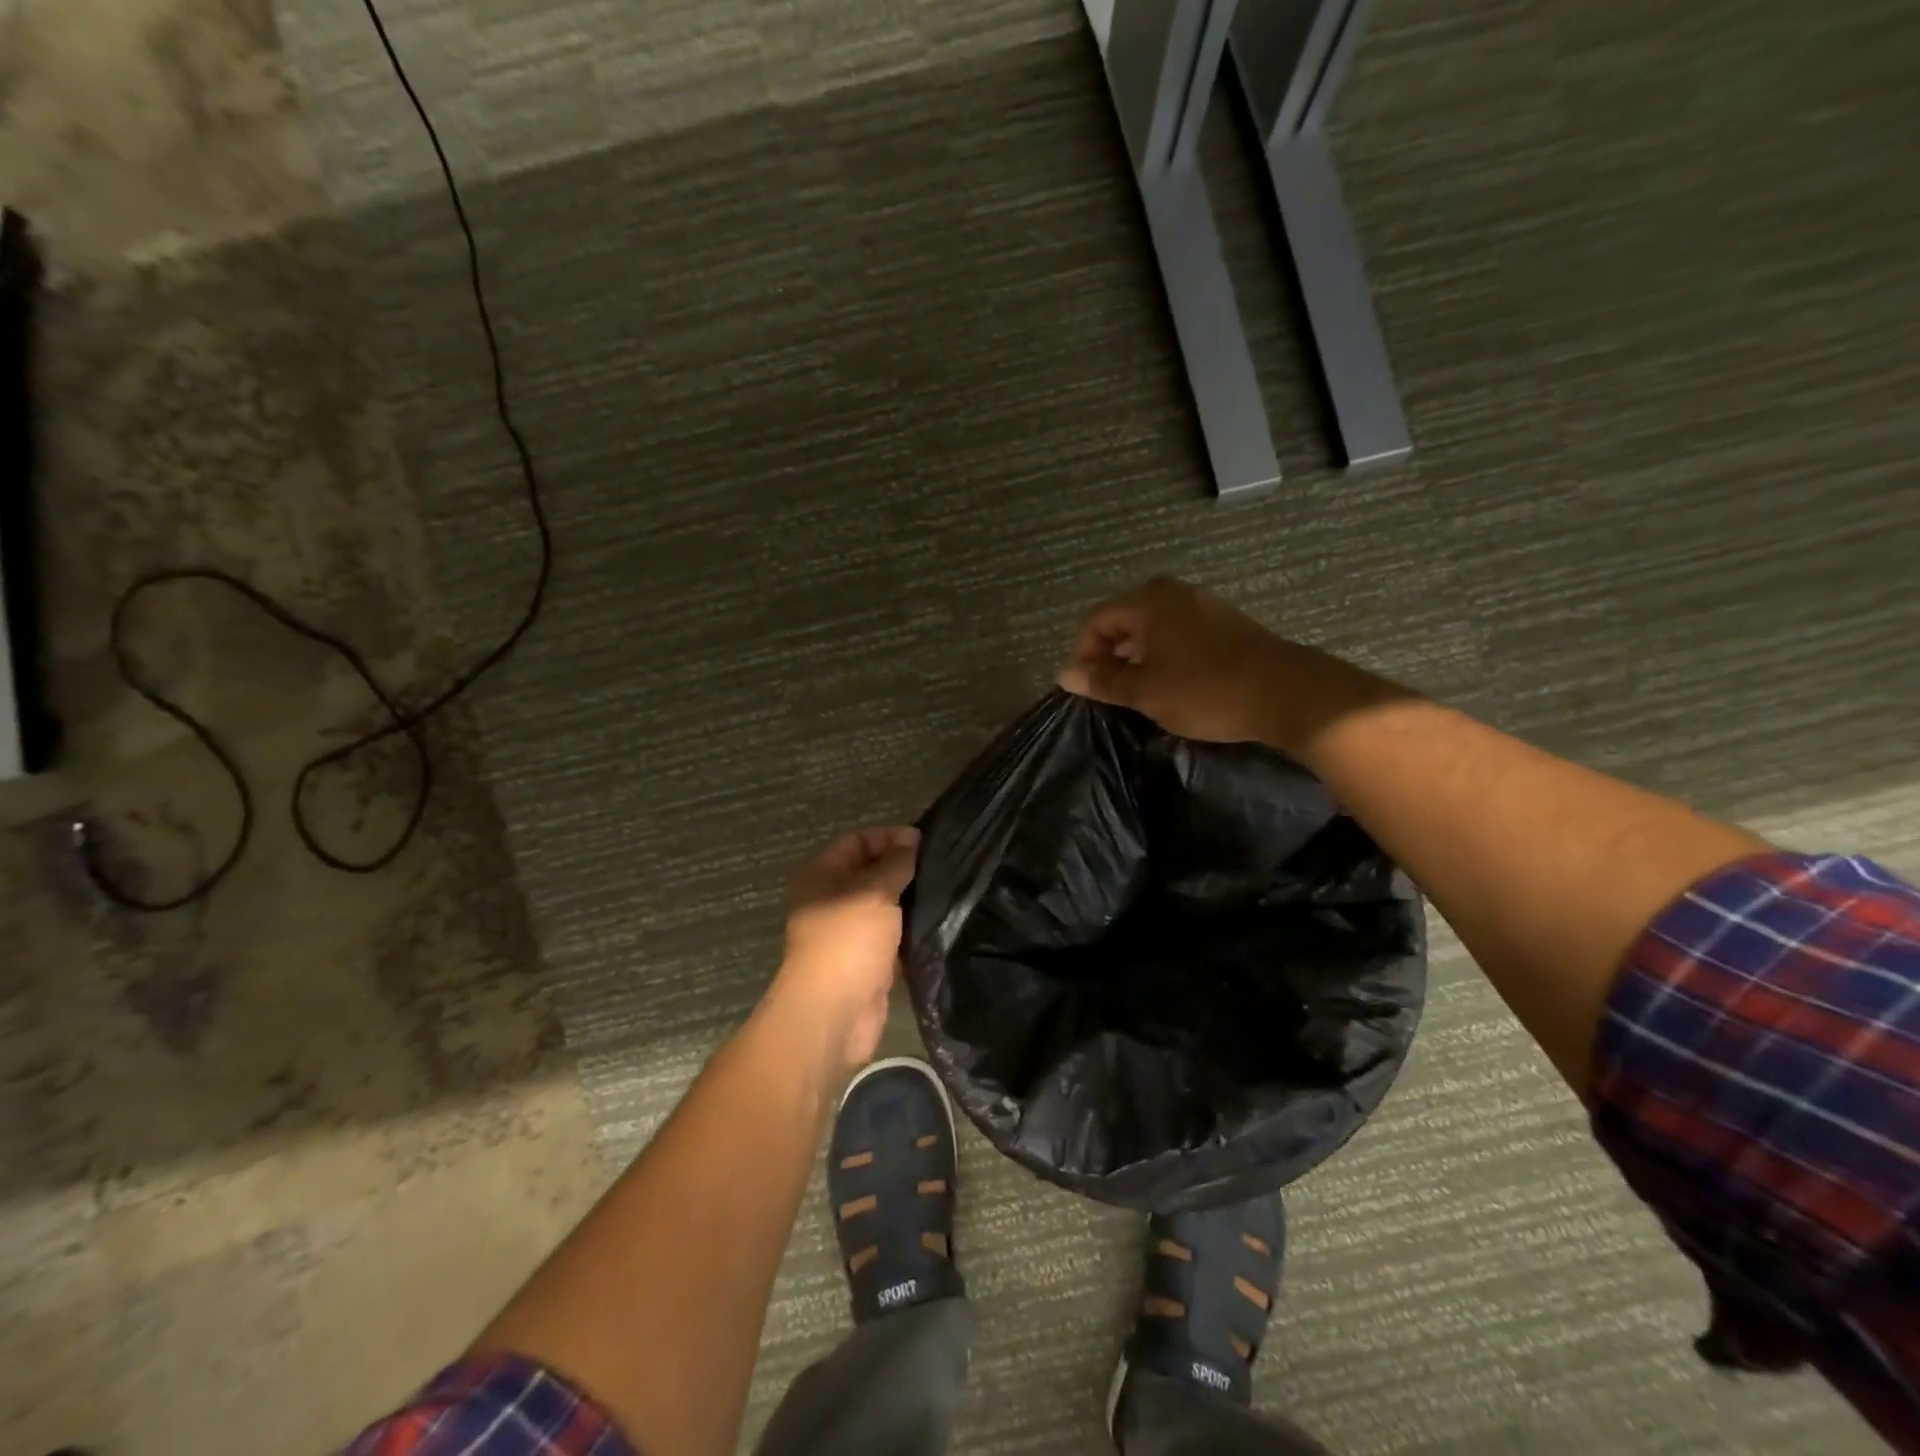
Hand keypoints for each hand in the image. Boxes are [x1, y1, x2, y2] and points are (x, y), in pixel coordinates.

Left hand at [769, 825, 920, 1074]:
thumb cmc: (848, 940)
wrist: (834, 1013)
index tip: (927, 841)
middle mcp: (831, 899)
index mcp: (821, 874)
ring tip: (948, 890)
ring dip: (910, 899)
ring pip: (885, 904)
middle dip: (904, 868)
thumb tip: (912, 838)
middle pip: (871, 871)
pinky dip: (912, 928)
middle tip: (944, 865)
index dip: (890, 836)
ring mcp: (848, 931)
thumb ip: (897, 863)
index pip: (858, 840)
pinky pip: (893, 934)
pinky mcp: (867, 959)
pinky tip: (940, 921)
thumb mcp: (875, 891)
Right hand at [1057, 577, 1291, 743]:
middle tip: (1109, 693)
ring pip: (1151, 628)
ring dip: (1137, 658)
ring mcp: (1202, 605)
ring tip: (1138, 693)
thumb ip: (1103, 681)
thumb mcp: (1145, 692)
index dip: (1082, 655)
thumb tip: (1065, 674)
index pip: (1095, 621)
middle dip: (1109, 656)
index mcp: (1148, 601)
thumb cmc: (1205, 690)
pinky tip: (1171, 685)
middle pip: (1122, 620)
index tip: (1087, 690)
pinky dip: (1164, 656)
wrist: (1287, 693)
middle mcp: (1173, 593)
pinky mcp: (1224, 623)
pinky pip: (1177, 634)